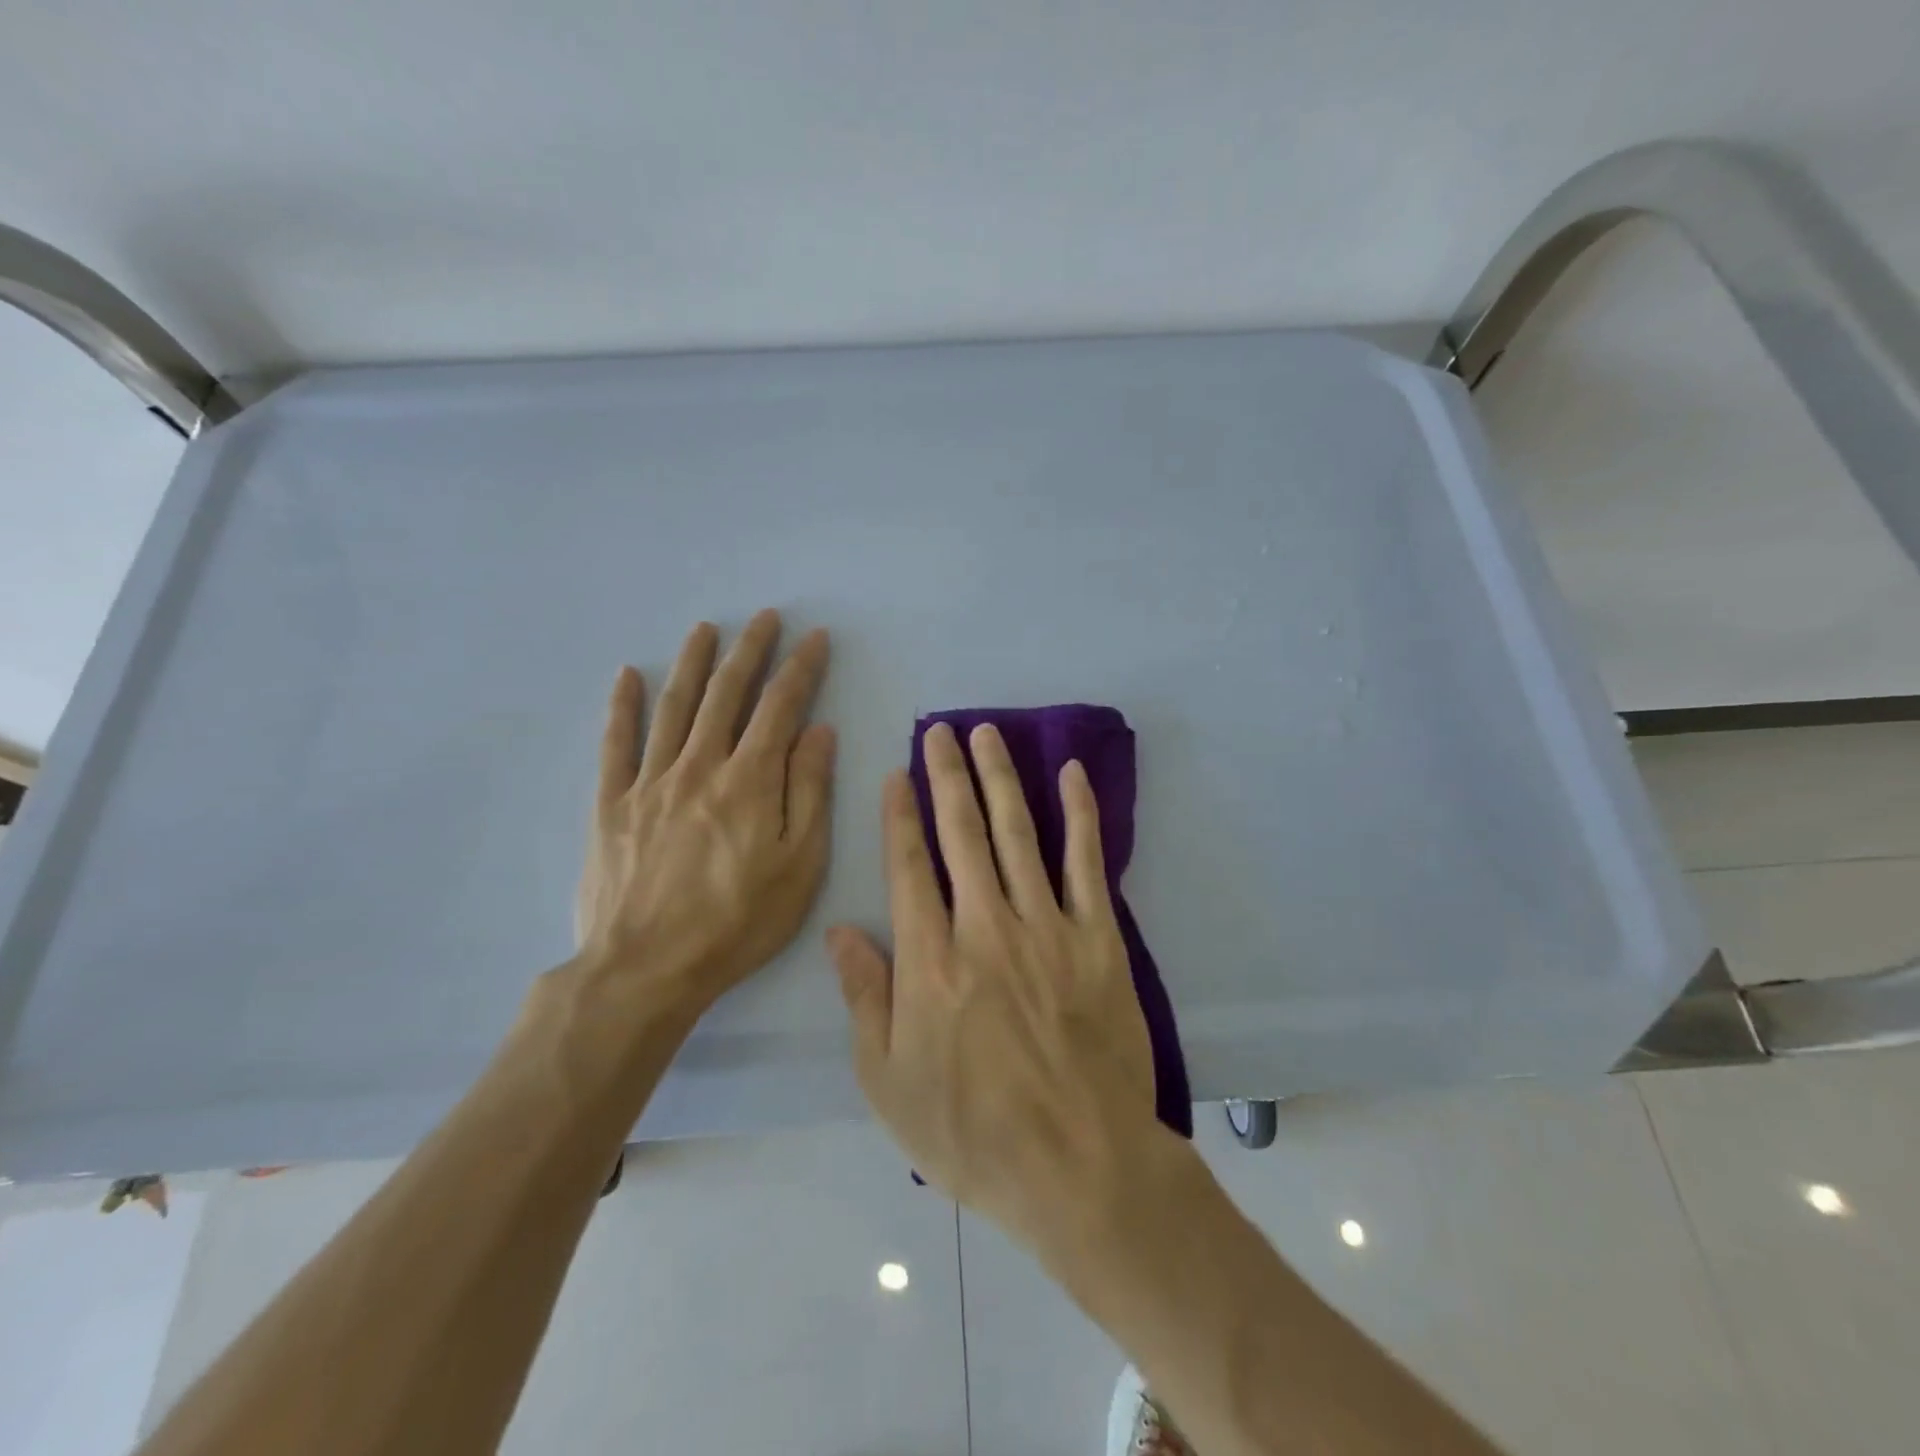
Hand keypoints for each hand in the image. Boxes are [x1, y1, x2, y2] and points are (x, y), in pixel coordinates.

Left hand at [574, 611, 835, 1021]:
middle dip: (749, 650)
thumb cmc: (738, 922)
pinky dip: (622, 707)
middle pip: (726, 694)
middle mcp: (700, 765)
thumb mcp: (799, 865)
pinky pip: (616, 745)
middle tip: (764, 617)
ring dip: (692, 663)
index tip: (814, 638)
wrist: (646, 969)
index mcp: (750, 780)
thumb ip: (809, 792)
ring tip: (706, 629)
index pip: (780, 707)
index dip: (800, 669)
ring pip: (674, 707)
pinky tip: (627, 676)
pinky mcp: (612, 804)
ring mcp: (650, 782)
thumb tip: (817, 732)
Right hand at [827, 722, 1157, 1240]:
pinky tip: (1070, 774)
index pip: (909, 867)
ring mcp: (1046, 927)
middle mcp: (985, 926)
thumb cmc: (972, 1133)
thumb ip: (864, 998)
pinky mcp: (1098, 938)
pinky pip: (1087, 863)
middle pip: (962, 833)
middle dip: (946, 776)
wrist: (1079, 1165)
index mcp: (930, 960)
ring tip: (987, 734)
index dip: (899, 816)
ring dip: (1000, 778)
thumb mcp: (889, 1083)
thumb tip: (838, 932)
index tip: (895, 775)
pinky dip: (1080, 814)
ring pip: (1018, 833)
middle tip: (940, 730)